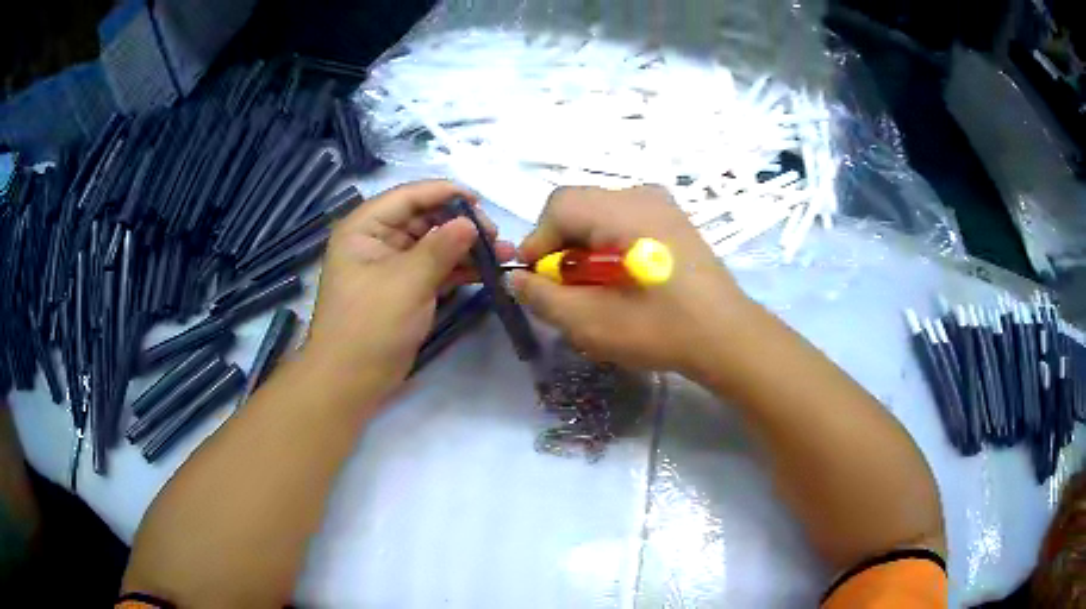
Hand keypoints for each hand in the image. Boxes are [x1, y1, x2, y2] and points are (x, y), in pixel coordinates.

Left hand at [303, 180, 513, 400]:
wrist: (350, 381)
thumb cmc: (370, 325)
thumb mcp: (406, 282)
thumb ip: (441, 248)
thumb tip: (471, 223)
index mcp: (365, 228)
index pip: (408, 196)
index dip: (444, 193)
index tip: (481, 201)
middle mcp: (377, 240)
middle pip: (424, 218)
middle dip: (460, 224)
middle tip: (495, 236)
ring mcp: (392, 266)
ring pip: (433, 245)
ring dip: (465, 248)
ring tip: (503, 253)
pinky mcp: (405, 290)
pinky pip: (435, 269)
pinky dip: (459, 270)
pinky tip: (488, 271)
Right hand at [512, 185, 751, 375]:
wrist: (727, 337)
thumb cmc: (659, 329)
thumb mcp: (589, 322)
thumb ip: (542, 297)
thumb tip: (517, 278)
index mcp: (622, 210)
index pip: (558, 207)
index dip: (538, 243)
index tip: (539, 283)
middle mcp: (641, 194)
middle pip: (578, 207)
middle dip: (561, 247)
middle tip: (567, 289)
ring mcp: (662, 204)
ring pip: (600, 214)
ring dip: (584, 248)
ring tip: (595, 289)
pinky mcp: (674, 220)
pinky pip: (625, 221)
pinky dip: (609, 246)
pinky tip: (623, 281)